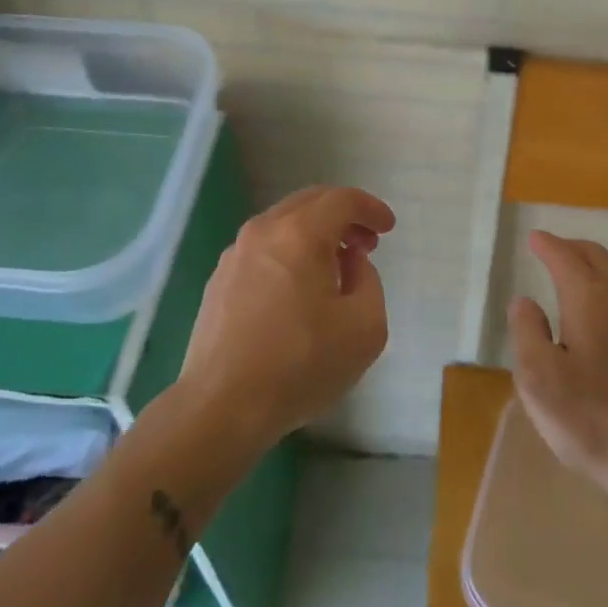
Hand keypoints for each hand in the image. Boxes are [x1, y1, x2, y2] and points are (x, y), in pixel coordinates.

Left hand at [179, 185, 394, 453]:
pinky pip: (264, 248)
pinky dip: (290, 251)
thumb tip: (350, 264)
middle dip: (344, 216)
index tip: (388, 227)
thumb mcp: (365, 328)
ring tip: (335, 267)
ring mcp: (236, 253)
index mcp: (300, 234)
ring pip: (284, 223)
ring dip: (316, 233)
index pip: (342, 200)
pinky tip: (299, 288)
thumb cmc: (300, 365)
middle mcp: (264, 231)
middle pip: (311, 202)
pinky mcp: (219, 279)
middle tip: (366, 243)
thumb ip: (369, 282)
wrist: (220, 407)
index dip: (371, 208)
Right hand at [509, 231, 607, 495]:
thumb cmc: (591, 417)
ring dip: (593, 266)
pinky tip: (601, 312)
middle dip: (572, 247)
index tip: (534, 238)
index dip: (548, 245)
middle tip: (551, 248)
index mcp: (588, 299)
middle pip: (597, 257)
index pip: (565, 258)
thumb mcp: (538, 378)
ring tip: (574, 274)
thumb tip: (525, 302)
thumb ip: (527, 332)